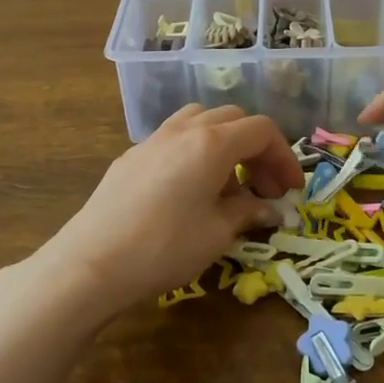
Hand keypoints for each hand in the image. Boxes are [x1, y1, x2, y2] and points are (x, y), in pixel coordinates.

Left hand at [15, 104, 303, 329]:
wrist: (92, 262)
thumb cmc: (164, 247)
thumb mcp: (216, 234)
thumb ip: (247, 213)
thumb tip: (268, 209)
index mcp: (212, 143)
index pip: (261, 130)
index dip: (284, 157)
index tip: (291, 190)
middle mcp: (184, 130)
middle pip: (233, 120)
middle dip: (257, 149)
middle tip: (265, 188)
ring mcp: (153, 139)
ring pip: (201, 120)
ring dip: (225, 143)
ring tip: (228, 181)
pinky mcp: (131, 156)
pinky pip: (175, 137)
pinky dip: (196, 151)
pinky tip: (191, 188)